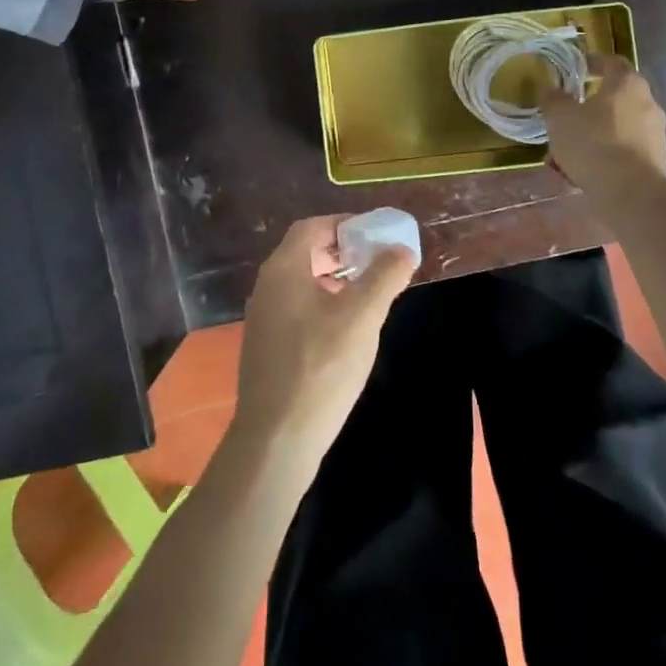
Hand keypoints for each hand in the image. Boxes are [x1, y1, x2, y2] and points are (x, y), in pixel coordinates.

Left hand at [229, 216, 415, 474]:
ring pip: (302, 282)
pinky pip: (296, 308)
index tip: (374, 233)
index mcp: (284, 269)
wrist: (276, 441)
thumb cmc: (321, 368)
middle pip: (305, 252)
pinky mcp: (266, 346)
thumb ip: (384, 277)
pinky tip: (345, 329)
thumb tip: (402, 249)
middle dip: (342, 251)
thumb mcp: (362, 317)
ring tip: (367, 293)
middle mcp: (268, 286)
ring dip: (334, 279)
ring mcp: (263, 318)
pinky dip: (322, 303)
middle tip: (375, 260)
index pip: (312, 227)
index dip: (344, 224)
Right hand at [541, 53, 665, 198]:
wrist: (632, 195)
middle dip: (587, 109)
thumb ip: (552, 99)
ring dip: (591, 138)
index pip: (612, 62)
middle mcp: (648, 104)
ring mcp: (655, 135)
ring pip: (615, 130)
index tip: (577, 68)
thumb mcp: (560, 117)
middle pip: (613, 99)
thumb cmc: (594, 143)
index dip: (593, 62)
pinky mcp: (655, 164)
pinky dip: (602, 159)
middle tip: (564, 118)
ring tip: (562, 157)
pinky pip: (622, 153)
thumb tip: (549, 88)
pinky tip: (578, 176)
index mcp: (627, 84)